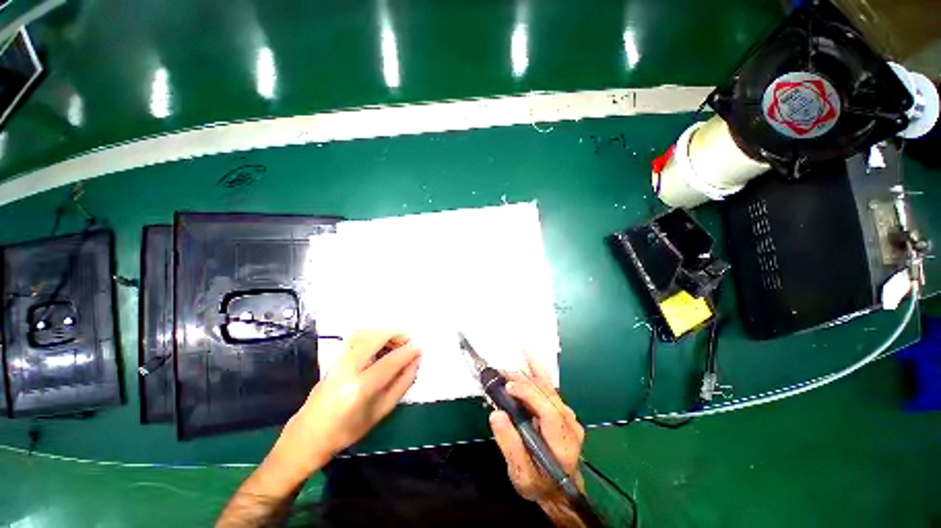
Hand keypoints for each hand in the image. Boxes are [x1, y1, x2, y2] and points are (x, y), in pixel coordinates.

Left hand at [273, 331, 420, 478]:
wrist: (307, 436)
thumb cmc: (347, 431)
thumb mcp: (380, 412)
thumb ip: (401, 385)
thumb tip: (415, 363)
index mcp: (359, 388)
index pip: (389, 361)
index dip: (407, 352)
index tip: (419, 349)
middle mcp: (347, 370)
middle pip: (374, 338)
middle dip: (395, 334)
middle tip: (408, 341)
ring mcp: (337, 362)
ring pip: (364, 334)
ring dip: (384, 334)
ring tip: (395, 343)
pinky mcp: (333, 360)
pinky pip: (357, 339)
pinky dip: (373, 337)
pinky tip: (380, 347)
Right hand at [490, 358, 584, 504]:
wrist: (558, 490)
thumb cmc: (539, 483)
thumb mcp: (520, 474)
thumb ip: (510, 445)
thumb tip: (497, 414)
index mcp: (563, 443)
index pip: (549, 411)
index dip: (528, 394)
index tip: (508, 386)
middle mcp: (570, 424)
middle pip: (548, 394)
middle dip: (525, 381)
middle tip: (503, 372)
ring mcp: (569, 415)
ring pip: (549, 387)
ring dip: (530, 373)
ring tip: (514, 362)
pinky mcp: (563, 410)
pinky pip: (549, 387)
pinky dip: (537, 372)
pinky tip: (530, 357)